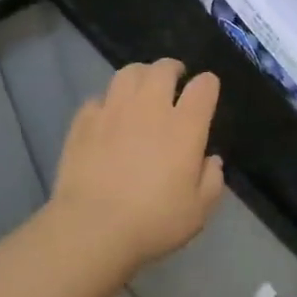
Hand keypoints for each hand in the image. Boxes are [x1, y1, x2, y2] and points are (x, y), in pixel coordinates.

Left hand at [49, 59, 225, 270]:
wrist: (92, 228)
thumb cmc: (153, 221)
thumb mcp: (198, 211)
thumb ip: (211, 180)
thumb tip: (211, 160)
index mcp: (185, 126)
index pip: (203, 87)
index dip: (208, 84)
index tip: (207, 90)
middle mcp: (150, 108)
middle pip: (163, 69)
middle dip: (173, 69)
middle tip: (175, 79)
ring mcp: (113, 111)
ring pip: (128, 73)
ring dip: (140, 75)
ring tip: (142, 87)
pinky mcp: (84, 122)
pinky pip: (98, 99)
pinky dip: (108, 102)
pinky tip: (108, 116)